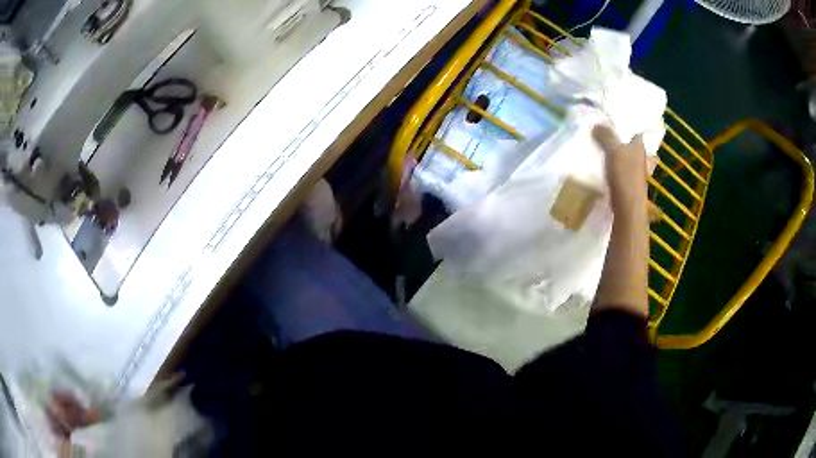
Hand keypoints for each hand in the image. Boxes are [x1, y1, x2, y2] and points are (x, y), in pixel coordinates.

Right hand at [592, 125, 647, 216]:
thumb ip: (605, 136)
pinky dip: (614, 167)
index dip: (627, 125)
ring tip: (601, 149)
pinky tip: (604, 167)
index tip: (614, 121)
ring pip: (626, 158)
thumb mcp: (613, 151)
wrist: (628, 209)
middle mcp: (641, 158)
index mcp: (639, 146)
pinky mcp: (629, 185)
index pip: (636, 130)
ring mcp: (636, 173)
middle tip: (605, 133)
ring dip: (617, 155)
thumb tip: (596, 124)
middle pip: (631, 145)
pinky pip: (621, 170)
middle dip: (621, 140)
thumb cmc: (625, 176)